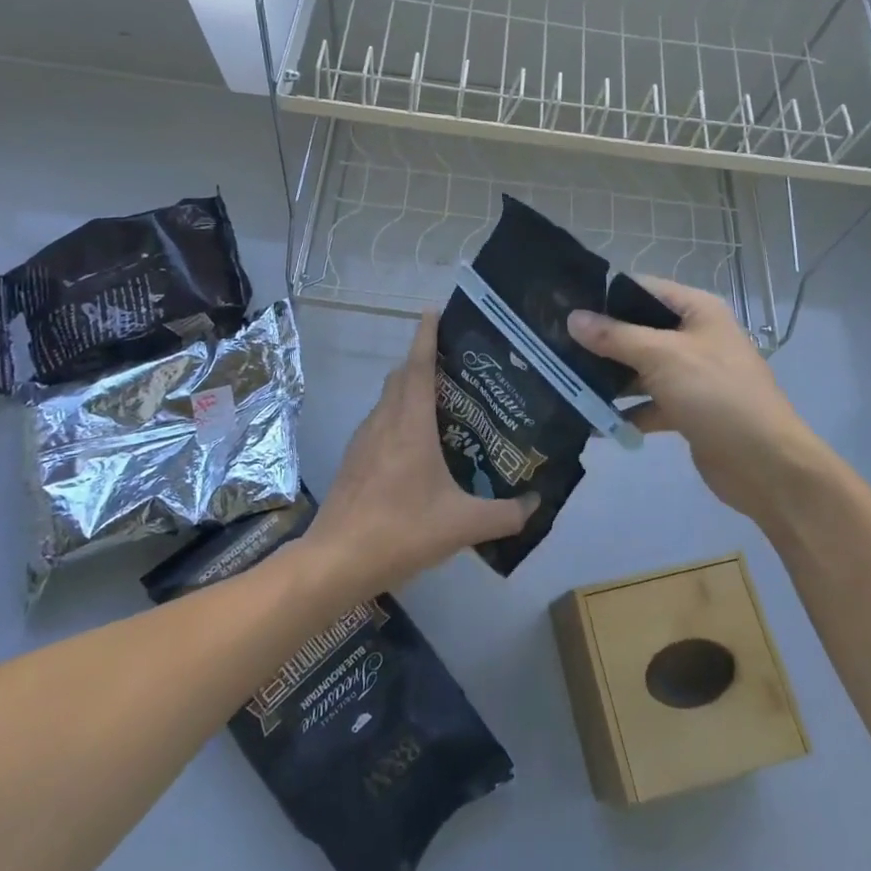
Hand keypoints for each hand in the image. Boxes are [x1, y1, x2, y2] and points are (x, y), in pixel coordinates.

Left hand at [302, 312, 536, 599]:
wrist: (336, 560)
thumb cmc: (400, 531)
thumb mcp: (461, 526)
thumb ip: (504, 515)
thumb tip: (535, 505)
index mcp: (410, 424)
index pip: (418, 366)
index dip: (426, 336)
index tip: (434, 310)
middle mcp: (384, 421)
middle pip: (402, 376)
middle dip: (424, 361)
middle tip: (457, 366)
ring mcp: (364, 439)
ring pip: (388, 399)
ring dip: (410, 390)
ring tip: (442, 404)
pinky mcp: (354, 459)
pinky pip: (380, 422)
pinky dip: (398, 416)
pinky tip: (416, 446)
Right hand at [568, 278, 834, 526]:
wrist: (766, 466)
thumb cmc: (716, 395)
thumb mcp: (662, 357)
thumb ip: (615, 336)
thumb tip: (573, 317)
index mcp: (697, 310)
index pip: (642, 289)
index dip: (604, 295)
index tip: (562, 304)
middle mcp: (694, 336)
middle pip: (638, 330)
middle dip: (600, 340)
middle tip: (554, 345)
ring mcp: (691, 374)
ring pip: (639, 368)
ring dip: (608, 378)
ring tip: (563, 381)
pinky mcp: (687, 410)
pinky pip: (647, 402)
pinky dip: (624, 412)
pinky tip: (592, 422)